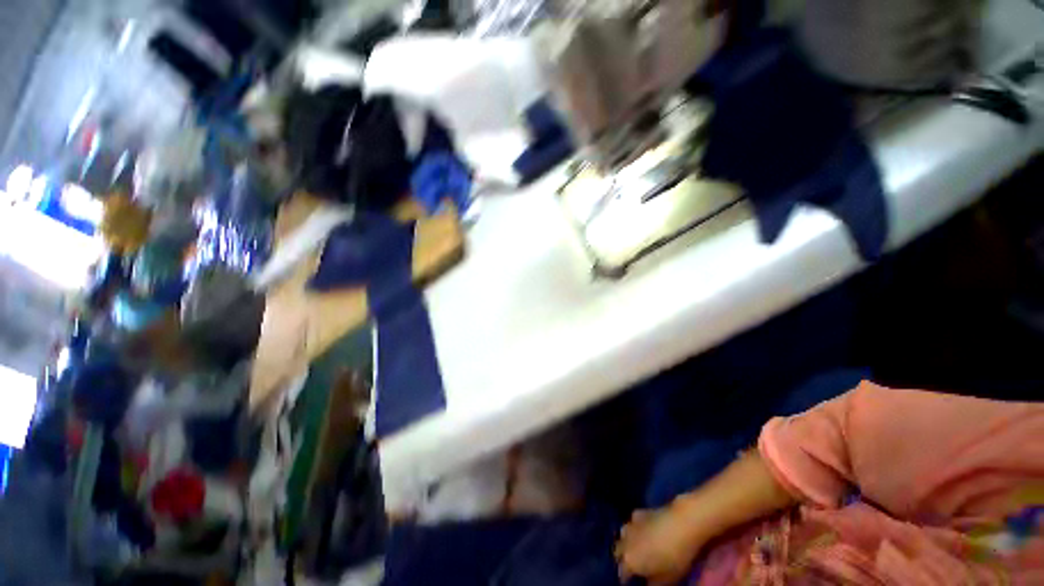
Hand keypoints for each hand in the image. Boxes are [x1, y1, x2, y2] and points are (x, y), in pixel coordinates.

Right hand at [615, 506, 705, 584]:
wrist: (681, 524)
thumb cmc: (674, 557)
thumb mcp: (667, 579)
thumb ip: (652, 583)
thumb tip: (647, 583)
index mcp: (629, 560)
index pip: (621, 573)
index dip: (626, 579)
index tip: (632, 581)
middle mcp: (625, 541)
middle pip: (618, 551)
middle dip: (623, 558)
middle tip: (634, 565)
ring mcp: (631, 524)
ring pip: (623, 535)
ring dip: (627, 541)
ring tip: (637, 547)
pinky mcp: (639, 512)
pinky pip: (632, 522)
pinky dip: (636, 527)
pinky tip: (644, 530)